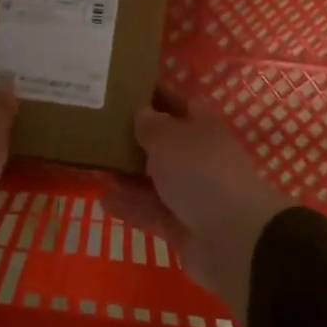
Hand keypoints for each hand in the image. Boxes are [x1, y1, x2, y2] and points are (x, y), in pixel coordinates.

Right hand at [103, 89, 291, 326]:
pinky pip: (150, 211)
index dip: (154, 95)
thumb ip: (150, 124)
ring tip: (94, 165)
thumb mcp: (168, 138)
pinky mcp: (181, 225)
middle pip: (163, 143)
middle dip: (133, 137)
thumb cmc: (200, 172)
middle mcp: (197, 157)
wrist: (233, 237)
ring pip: (153, 179)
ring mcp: (190, 193)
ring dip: (127, 174)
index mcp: (202, 127)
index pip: (177, 103)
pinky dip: (129, 206)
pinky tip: (103, 199)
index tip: (122, 88)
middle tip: (96, 129)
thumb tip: (141, 110)